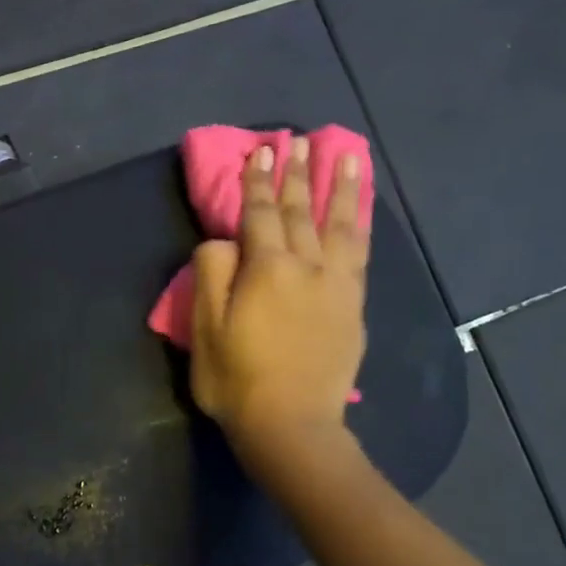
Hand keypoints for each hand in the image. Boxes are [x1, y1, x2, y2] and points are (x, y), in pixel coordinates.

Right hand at [190, 138, 369, 454]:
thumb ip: (212, 274)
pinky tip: (360, 213)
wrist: (292, 424)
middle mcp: (307, 266)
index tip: (261, 150)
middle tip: (299, 141)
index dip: (258, 181)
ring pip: (340, 225)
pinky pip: (360, 253)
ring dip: (341, 188)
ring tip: (346, 157)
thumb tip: (224, 242)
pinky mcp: (353, 306)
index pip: (260, 213)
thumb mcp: (205, 328)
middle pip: (302, 210)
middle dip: (298, 174)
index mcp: (266, 268)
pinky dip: (359, 226)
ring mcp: (337, 285)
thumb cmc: (236, 378)